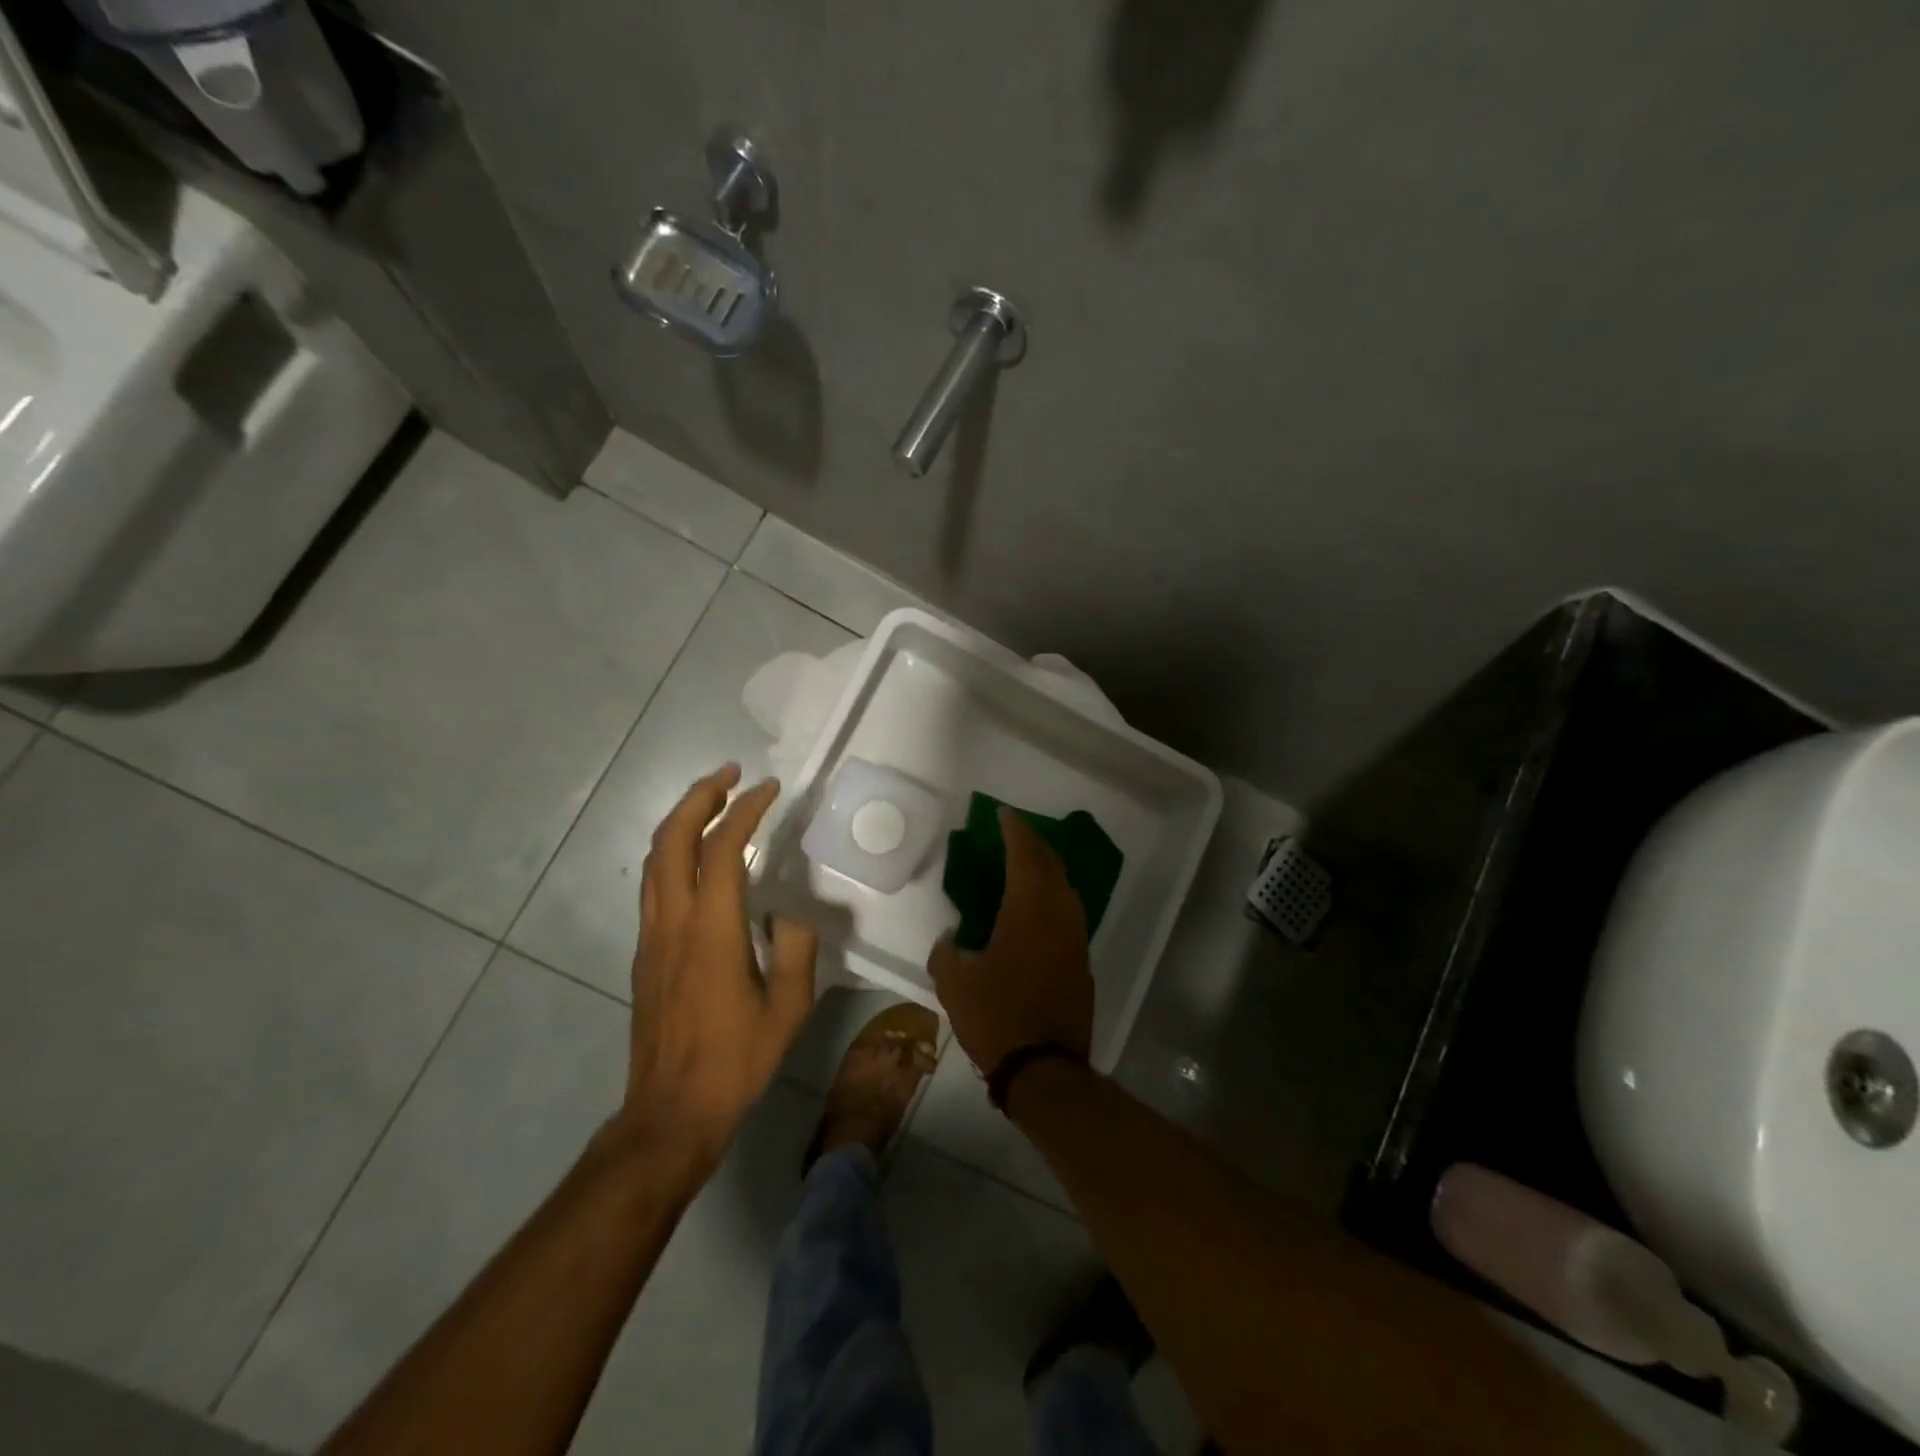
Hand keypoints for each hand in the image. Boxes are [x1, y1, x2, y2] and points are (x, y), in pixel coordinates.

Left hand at [620, 764, 816, 1164]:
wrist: (670, 1112)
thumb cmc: (736, 1061)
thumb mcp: (789, 1008)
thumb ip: (796, 949)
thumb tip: (785, 913)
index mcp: (711, 931)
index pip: (722, 851)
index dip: (745, 811)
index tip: (769, 789)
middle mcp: (673, 923)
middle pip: (672, 840)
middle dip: (699, 797)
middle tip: (731, 775)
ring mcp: (652, 937)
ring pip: (655, 859)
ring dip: (681, 820)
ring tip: (714, 802)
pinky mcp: (645, 953)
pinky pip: (654, 884)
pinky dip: (674, 851)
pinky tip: (698, 858)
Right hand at [928, 808, 1093, 1075]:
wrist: (1044, 1069)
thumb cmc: (996, 1017)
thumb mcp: (954, 982)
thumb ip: (948, 951)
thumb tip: (953, 939)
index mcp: (1029, 910)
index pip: (1025, 855)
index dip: (1015, 830)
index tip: (1004, 814)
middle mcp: (1059, 916)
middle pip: (1051, 866)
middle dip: (1034, 844)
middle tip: (1014, 834)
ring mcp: (1075, 940)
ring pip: (1065, 890)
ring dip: (1047, 870)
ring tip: (1026, 867)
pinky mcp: (1081, 963)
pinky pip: (1068, 915)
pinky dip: (1053, 899)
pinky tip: (1037, 910)